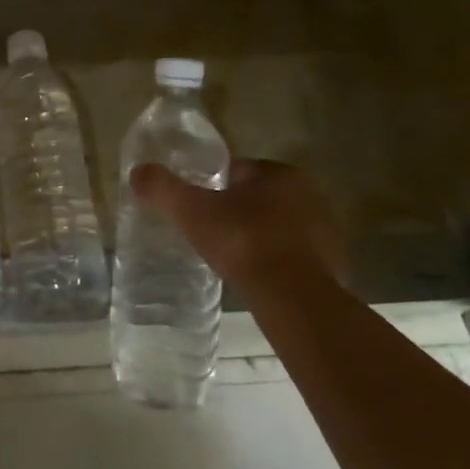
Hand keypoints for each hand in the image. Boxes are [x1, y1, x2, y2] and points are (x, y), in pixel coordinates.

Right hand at [130, 159, 345, 297]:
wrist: (293, 297)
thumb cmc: (242, 241)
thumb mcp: (191, 210)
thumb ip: (163, 188)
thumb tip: (137, 171)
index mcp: (280, 173)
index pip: (238, 171)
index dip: (212, 187)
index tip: (196, 207)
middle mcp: (309, 194)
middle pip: (258, 198)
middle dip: (236, 211)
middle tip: (209, 232)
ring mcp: (325, 231)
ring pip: (278, 226)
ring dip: (258, 236)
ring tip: (230, 257)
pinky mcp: (332, 265)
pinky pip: (294, 256)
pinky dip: (276, 262)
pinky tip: (256, 278)